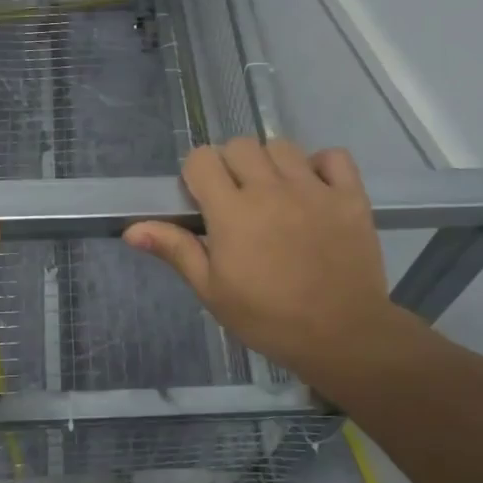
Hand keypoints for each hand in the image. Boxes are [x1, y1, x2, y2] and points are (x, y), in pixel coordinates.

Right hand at [124, 138, 406, 377]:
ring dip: (271, 163)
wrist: (342, 336)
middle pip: (240, 145)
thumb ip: (176, 250)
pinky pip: (333, 156)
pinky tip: (314, 189)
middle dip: (231, 165)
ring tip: (274, 194)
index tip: (203, 199)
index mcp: (232, 212)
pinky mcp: (349, 196)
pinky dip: (321, 165)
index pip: (201, 159)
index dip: (196, 174)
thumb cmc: (268, 318)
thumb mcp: (213, 291)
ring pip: (281, 146)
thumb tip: (132, 229)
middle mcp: (270, 189)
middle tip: (237, 198)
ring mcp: (313, 189)